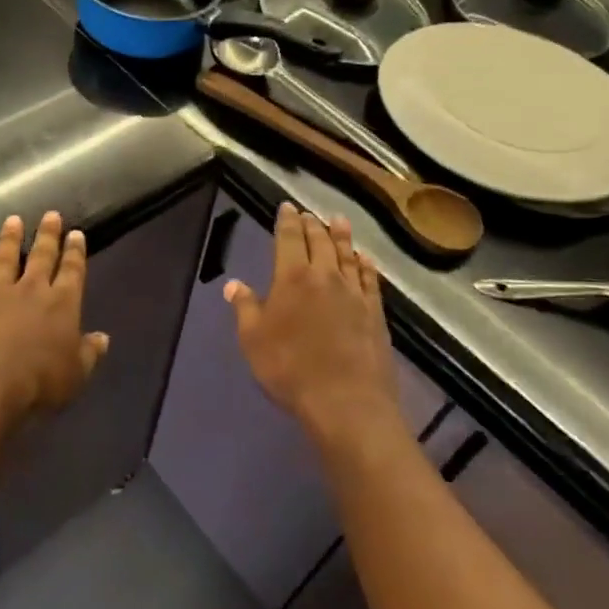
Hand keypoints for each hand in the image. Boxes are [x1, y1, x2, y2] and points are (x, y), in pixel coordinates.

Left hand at [0, 211, 109, 425]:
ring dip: (10, 238)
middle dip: (48, 235)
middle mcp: (32, 290)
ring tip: (13, 220)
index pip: (73, 272)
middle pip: (42, 257)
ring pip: (6, 258)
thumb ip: (89, 353)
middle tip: (51, 214)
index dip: (75, 252)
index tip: (76, 234)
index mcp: (62, 305)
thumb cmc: (37, 384)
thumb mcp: (75, 374)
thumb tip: (103, 338)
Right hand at [226, 204, 400, 442]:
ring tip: (338, 220)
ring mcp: (354, 293)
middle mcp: (325, 276)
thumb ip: (245, 308)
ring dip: (341, 236)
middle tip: (309, 213)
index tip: (287, 207)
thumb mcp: (253, 340)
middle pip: (320, 242)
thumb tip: (233, 284)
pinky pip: (370, 279)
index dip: (287, 221)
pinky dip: (366, 264)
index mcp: (292, 278)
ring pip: (347, 255)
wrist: (346, 402)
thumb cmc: (290, 369)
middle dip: (312, 224)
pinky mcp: (375, 312)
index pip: (289, 239)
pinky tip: (364, 258)